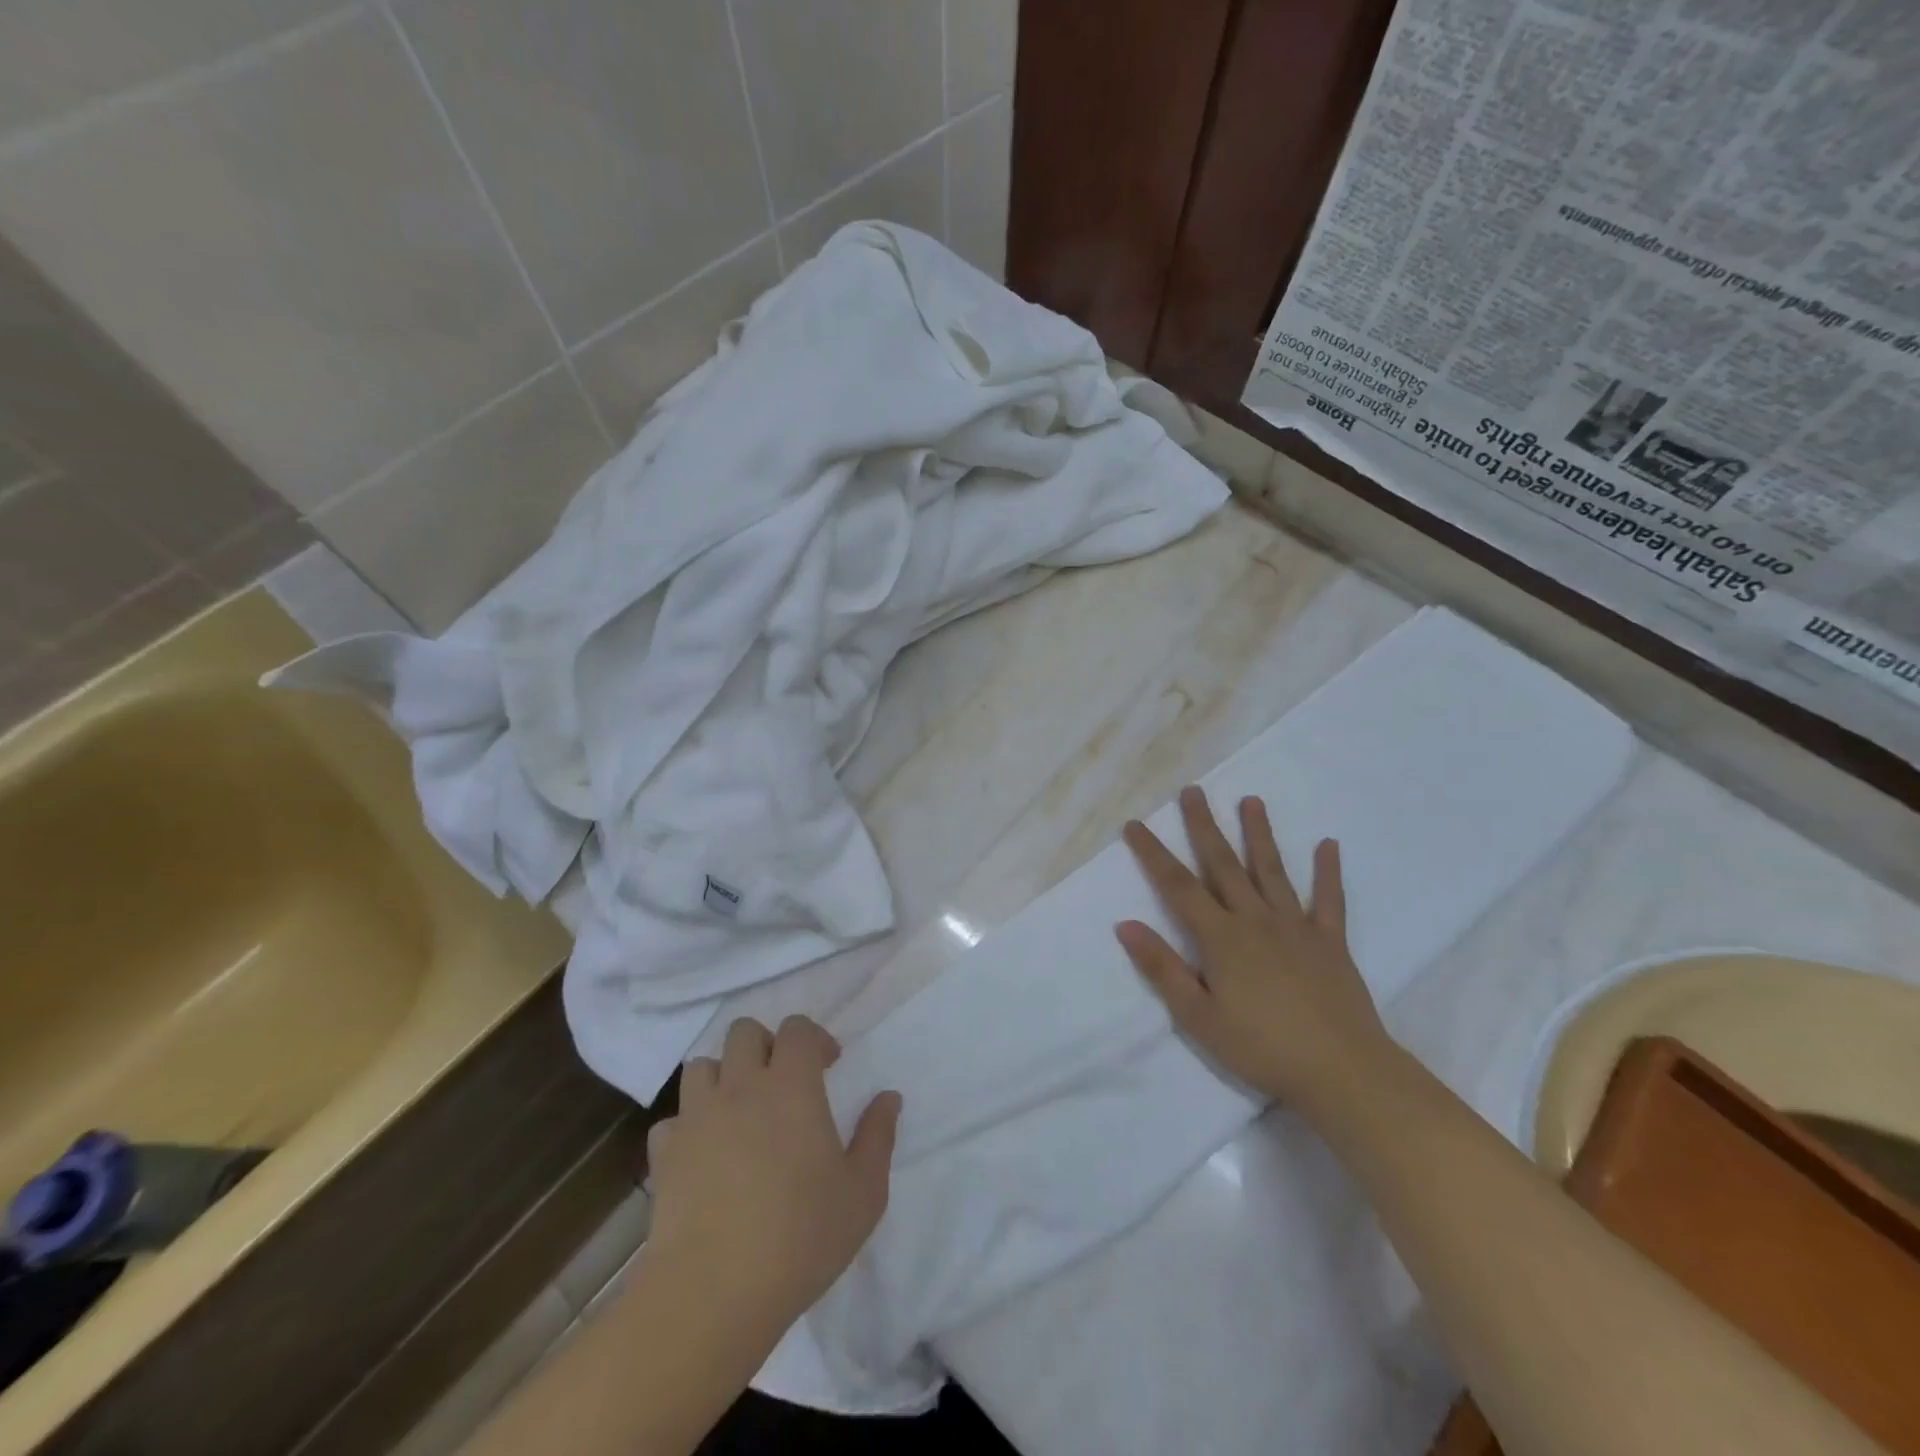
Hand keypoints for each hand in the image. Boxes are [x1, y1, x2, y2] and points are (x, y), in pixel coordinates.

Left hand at [645, 1016, 901, 1339]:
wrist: (713, 1293)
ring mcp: (697, 1117)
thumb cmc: (800, 1237)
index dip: (813, 1038)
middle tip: (782, 1082)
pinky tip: (703, 1154)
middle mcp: (741, 1086)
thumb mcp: (863, 1193)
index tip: (828, 1065)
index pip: (797, 1029)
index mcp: (792, 1086)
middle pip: (744, 1032)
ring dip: (722, 1077)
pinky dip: (688, 1127)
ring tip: (739, 1112)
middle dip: (765, 1045)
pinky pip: (672, 1120)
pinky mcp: (664, 1154)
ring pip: (702, 1066)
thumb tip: (889, 1097)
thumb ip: (878, 1136)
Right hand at [1116, 786, 1390, 1109]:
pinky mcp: (1330, 941)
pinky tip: (1328, 845)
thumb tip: (1125, 924)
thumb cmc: (1262, 1048)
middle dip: (1204, 826)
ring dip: (1260, 834)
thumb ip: (1162, 968)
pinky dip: (1328, 871)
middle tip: (1192, 790)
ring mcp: (1296, 926)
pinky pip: (1329, 899)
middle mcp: (1256, 919)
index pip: (1177, 885)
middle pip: (1223, 864)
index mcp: (1221, 937)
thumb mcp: (1198, 1017)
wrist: (1343, 1072)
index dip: (1153, 853)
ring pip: (1272, 870)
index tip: (1134, 824)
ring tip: (1252, 800)